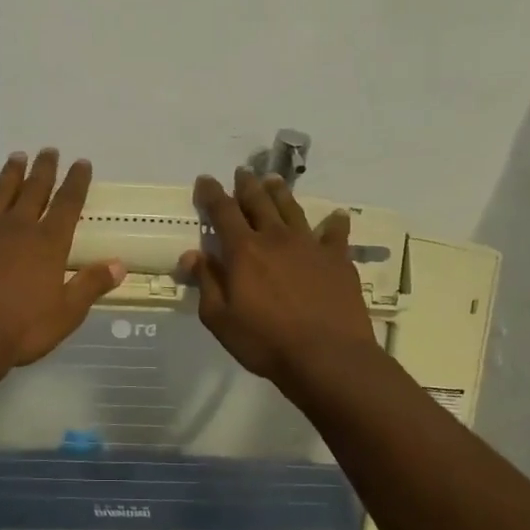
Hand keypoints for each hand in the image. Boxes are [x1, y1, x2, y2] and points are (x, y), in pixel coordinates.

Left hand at [0, 149, 126, 384]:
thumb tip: (120, 264)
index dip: (77, 182)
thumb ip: (91, 285)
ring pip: (0, 192)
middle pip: (34, 190)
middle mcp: (18, 227)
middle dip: (44, 169)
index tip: (82, 163)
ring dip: (10, 173)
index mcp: (49, 243)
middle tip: (49, 150)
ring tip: (17, 156)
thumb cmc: (20, 329)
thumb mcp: (66, 314)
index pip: (68, 204)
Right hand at [180, 168, 378, 390]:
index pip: (223, 212)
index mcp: (244, 251)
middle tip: (242, 172)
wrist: (327, 356)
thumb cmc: (265, 342)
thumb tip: (192, 254)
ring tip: (274, 181)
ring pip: (292, 210)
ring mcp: (310, 246)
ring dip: (281, 193)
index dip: (211, 194)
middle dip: (247, 186)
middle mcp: (276, 238)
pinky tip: (337, 216)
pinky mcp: (337, 260)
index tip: (205, 180)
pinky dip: (335, 223)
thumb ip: (206, 282)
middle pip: (259, 203)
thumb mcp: (220, 319)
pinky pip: (336, 234)